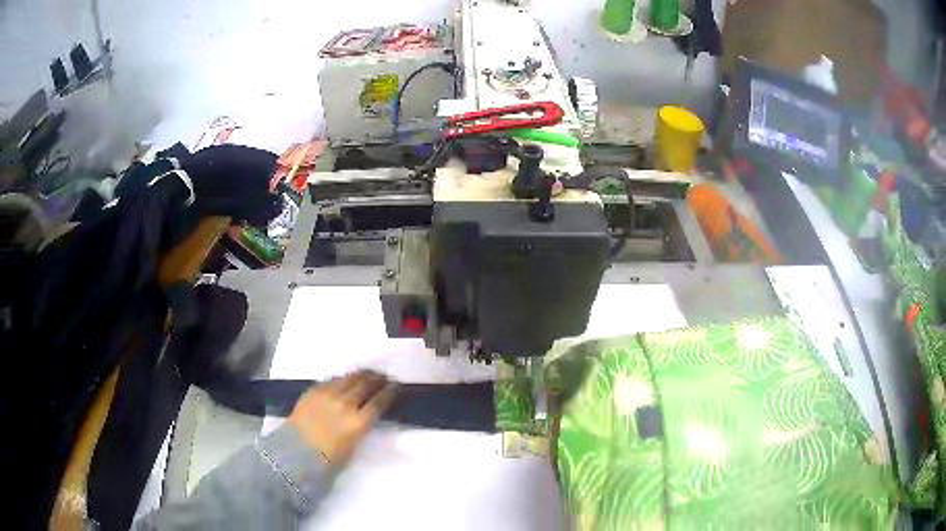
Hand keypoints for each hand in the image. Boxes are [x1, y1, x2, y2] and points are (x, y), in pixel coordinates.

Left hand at [288, 370, 398, 464]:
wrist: (296, 451)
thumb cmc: (328, 457)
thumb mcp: (353, 445)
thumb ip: (361, 426)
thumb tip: (366, 414)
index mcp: (359, 422)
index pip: (380, 401)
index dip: (390, 391)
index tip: (396, 386)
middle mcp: (346, 404)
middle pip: (366, 385)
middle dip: (377, 379)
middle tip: (383, 377)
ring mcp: (329, 394)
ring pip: (350, 378)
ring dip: (362, 375)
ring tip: (368, 373)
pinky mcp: (314, 390)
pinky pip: (333, 380)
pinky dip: (343, 379)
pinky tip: (345, 379)